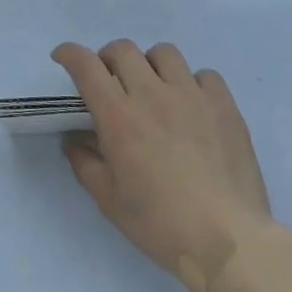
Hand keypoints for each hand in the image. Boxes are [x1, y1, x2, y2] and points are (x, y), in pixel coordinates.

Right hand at [53, 39, 272, 291]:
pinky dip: (192, 83)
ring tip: (154, 88)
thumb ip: (85, 163)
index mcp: (119, 116)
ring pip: (164, 53)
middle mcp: (152, 94)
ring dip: (150, 65)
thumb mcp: (109, 201)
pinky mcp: (223, 105)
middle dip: (108, 59)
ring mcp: (191, 95)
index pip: (86, 66)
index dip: (70, 54)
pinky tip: (192, 106)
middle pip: (123, 49)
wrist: (228, 242)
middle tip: (110, 81)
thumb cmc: (161, 225)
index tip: (63, 57)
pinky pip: (204, 75)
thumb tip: (74, 140)